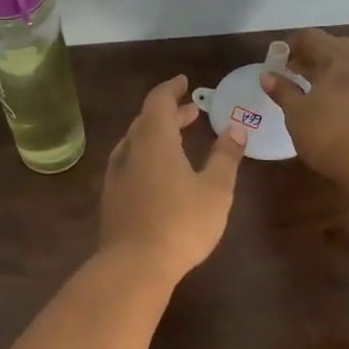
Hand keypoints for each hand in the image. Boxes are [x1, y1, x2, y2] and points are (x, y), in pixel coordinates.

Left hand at [100, 75, 246, 279]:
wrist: (133, 267)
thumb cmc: (181, 223)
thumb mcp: (215, 189)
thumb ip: (225, 156)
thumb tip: (236, 128)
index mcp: (154, 140)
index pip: (158, 101)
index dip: (171, 88)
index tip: (184, 82)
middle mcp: (130, 151)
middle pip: (146, 120)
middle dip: (169, 113)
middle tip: (191, 112)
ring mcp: (116, 175)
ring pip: (136, 143)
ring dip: (157, 135)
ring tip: (179, 140)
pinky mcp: (112, 199)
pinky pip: (130, 163)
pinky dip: (147, 155)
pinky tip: (159, 174)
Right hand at [262, 29, 348, 180]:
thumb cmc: (329, 133)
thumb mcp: (297, 113)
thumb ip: (282, 91)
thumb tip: (267, 75)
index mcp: (339, 57)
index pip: (312, 37)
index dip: (291, 45)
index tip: (276, 60)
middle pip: (334, 47)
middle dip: (312, 55)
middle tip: (293, 71)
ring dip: (329, 69)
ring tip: (311, 88)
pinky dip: (344, 84)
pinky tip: (333, 103)